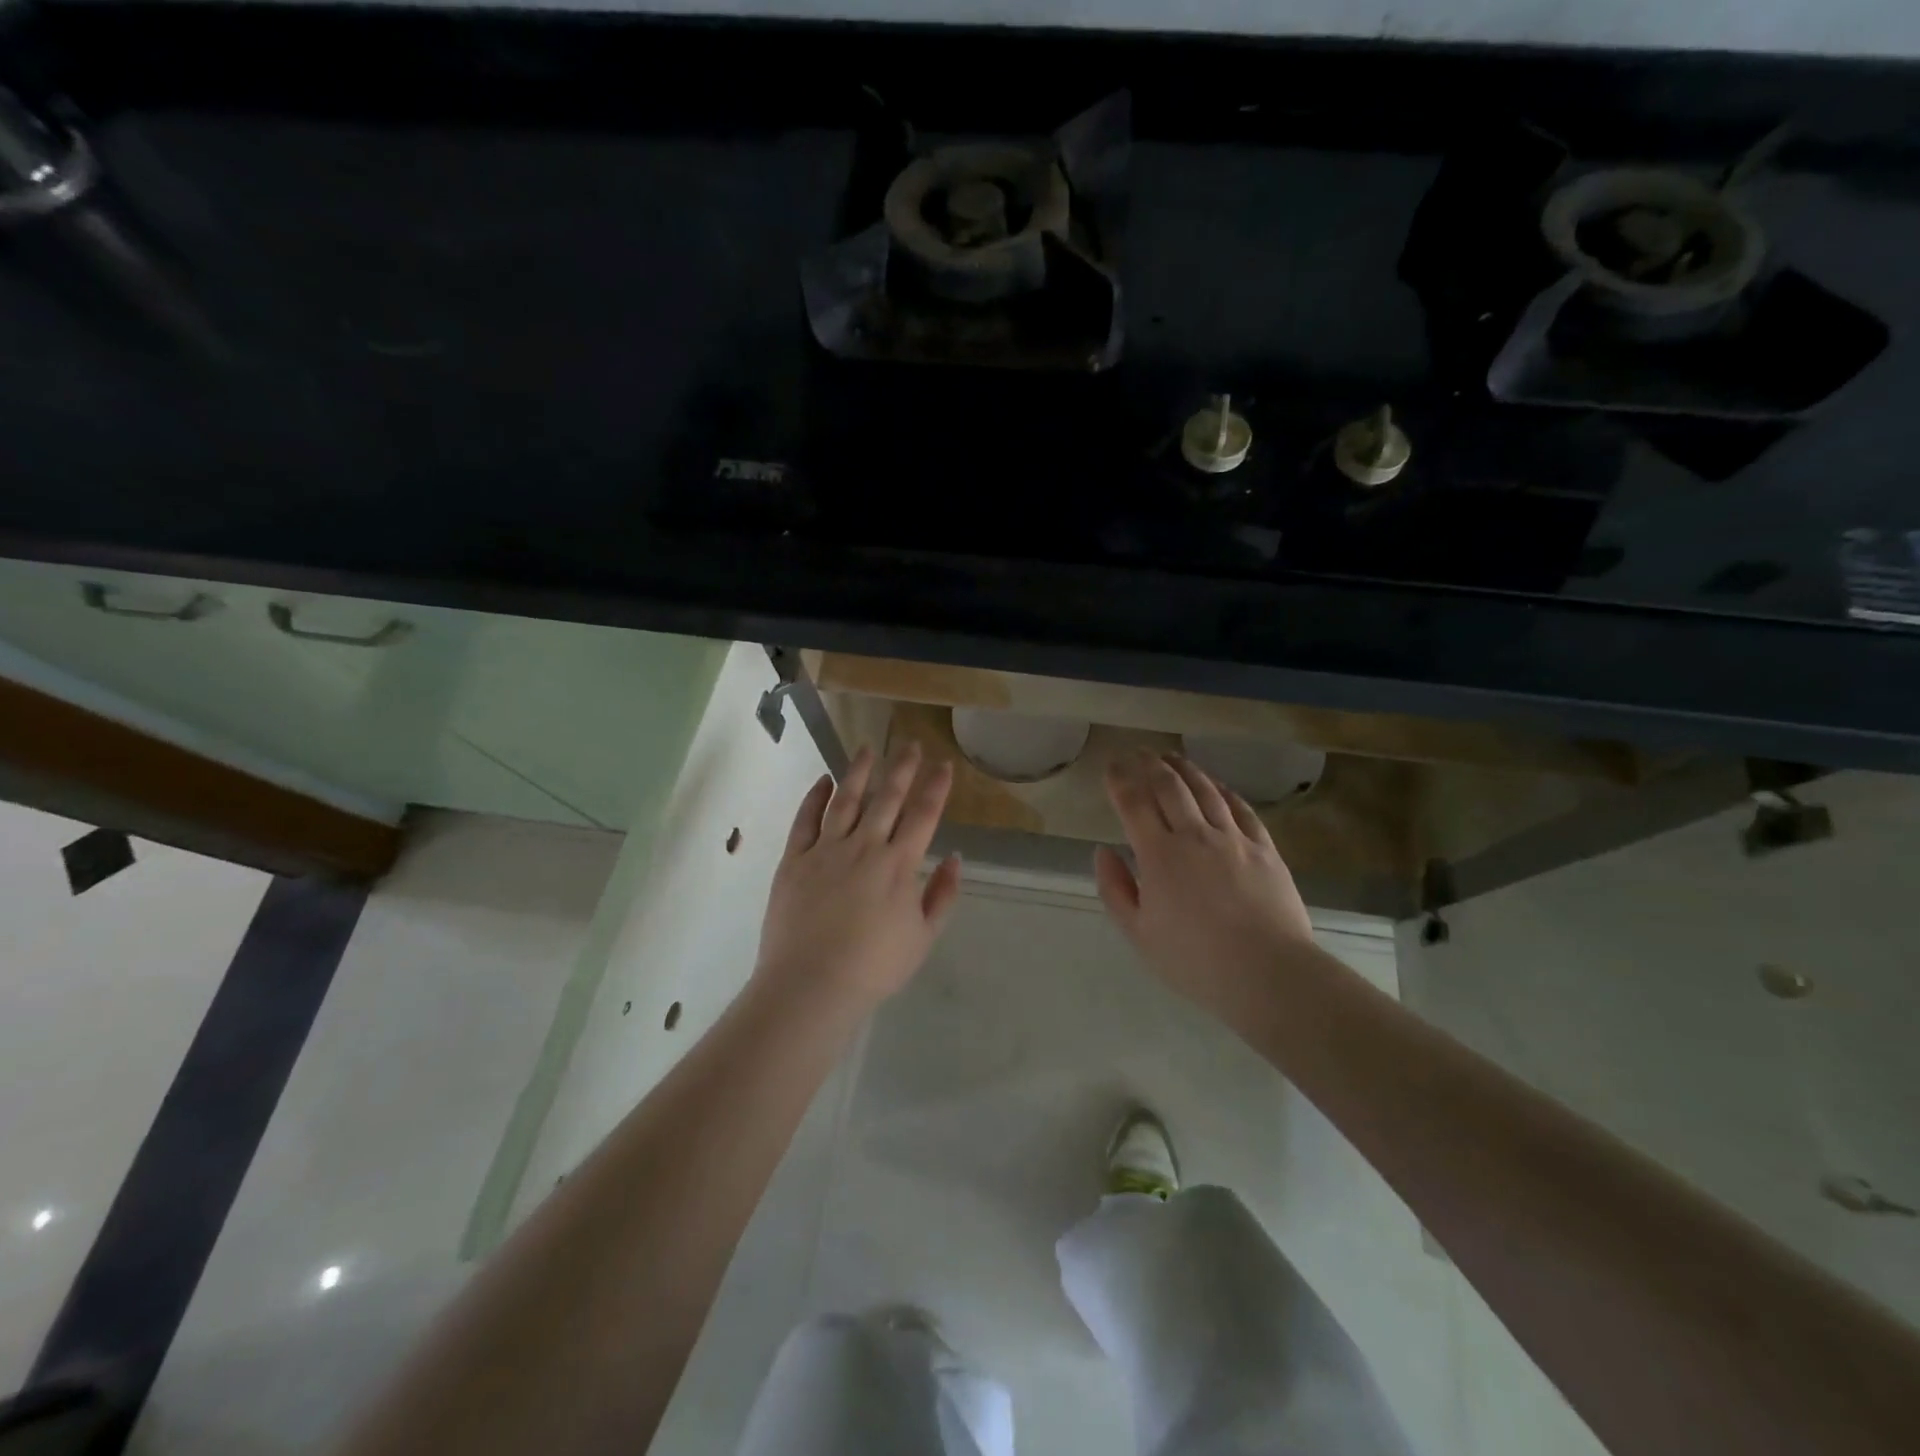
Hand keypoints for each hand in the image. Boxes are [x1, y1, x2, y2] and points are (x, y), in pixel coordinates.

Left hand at [754, 743, 963, 1014]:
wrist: (811, 984)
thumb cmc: (874, 967)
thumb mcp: (923, 937)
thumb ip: (942, 894)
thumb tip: (955, 857)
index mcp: (899, 866)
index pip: (923, 815)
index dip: (935, 787)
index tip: (943, 764)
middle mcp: (865, 847)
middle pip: (887, 798)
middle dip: (902, 768)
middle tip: (910, 744)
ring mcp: (826, 850)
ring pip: (846, 800)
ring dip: (859, 772)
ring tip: (868, 749)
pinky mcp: (794, 860)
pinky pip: (806, 820)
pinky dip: (815, 797)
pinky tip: (823, 780)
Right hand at [1094, 751, 1314, 1022]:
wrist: (1268, 973)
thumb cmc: (1195, 961)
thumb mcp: (1139, 935)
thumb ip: (1115, 889)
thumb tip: (1103, 851)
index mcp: (1159, 855)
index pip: (1133, 803)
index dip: (1119, 779)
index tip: (1111, 764)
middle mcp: (1194, 835)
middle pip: (1169, 786)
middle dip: (1149, 764)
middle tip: (1138, 752)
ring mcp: (1233, 838)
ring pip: (1206, 790)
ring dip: (1185, 769)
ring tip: (1171, 757)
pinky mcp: (1264, 848)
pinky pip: (1241, 808)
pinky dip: (1224, 791)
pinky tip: (1217, 786)